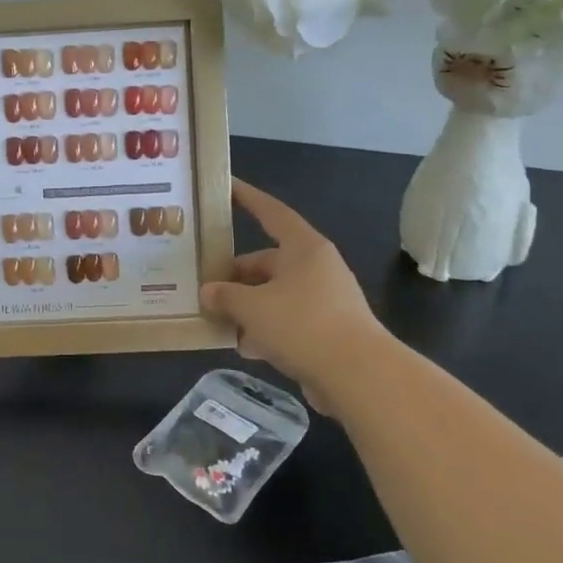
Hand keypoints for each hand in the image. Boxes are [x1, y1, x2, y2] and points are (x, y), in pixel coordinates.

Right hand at [200, 178, 385, 409]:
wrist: (359, 376)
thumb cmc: (303, 325)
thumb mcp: (252, 307)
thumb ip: (225, 296)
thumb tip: (208, 292)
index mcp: (303, 248)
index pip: (270, 212)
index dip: (248, 198)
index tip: (227, 186)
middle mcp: (315, 268)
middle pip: (266, 262)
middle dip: (235, 277)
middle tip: (203, 288)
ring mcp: (323, 300)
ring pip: (273, 295)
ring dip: (246, 308)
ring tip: (216, 321)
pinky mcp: (326, 330)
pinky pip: (286, 321)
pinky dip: (264, 330)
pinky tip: (243, 347)